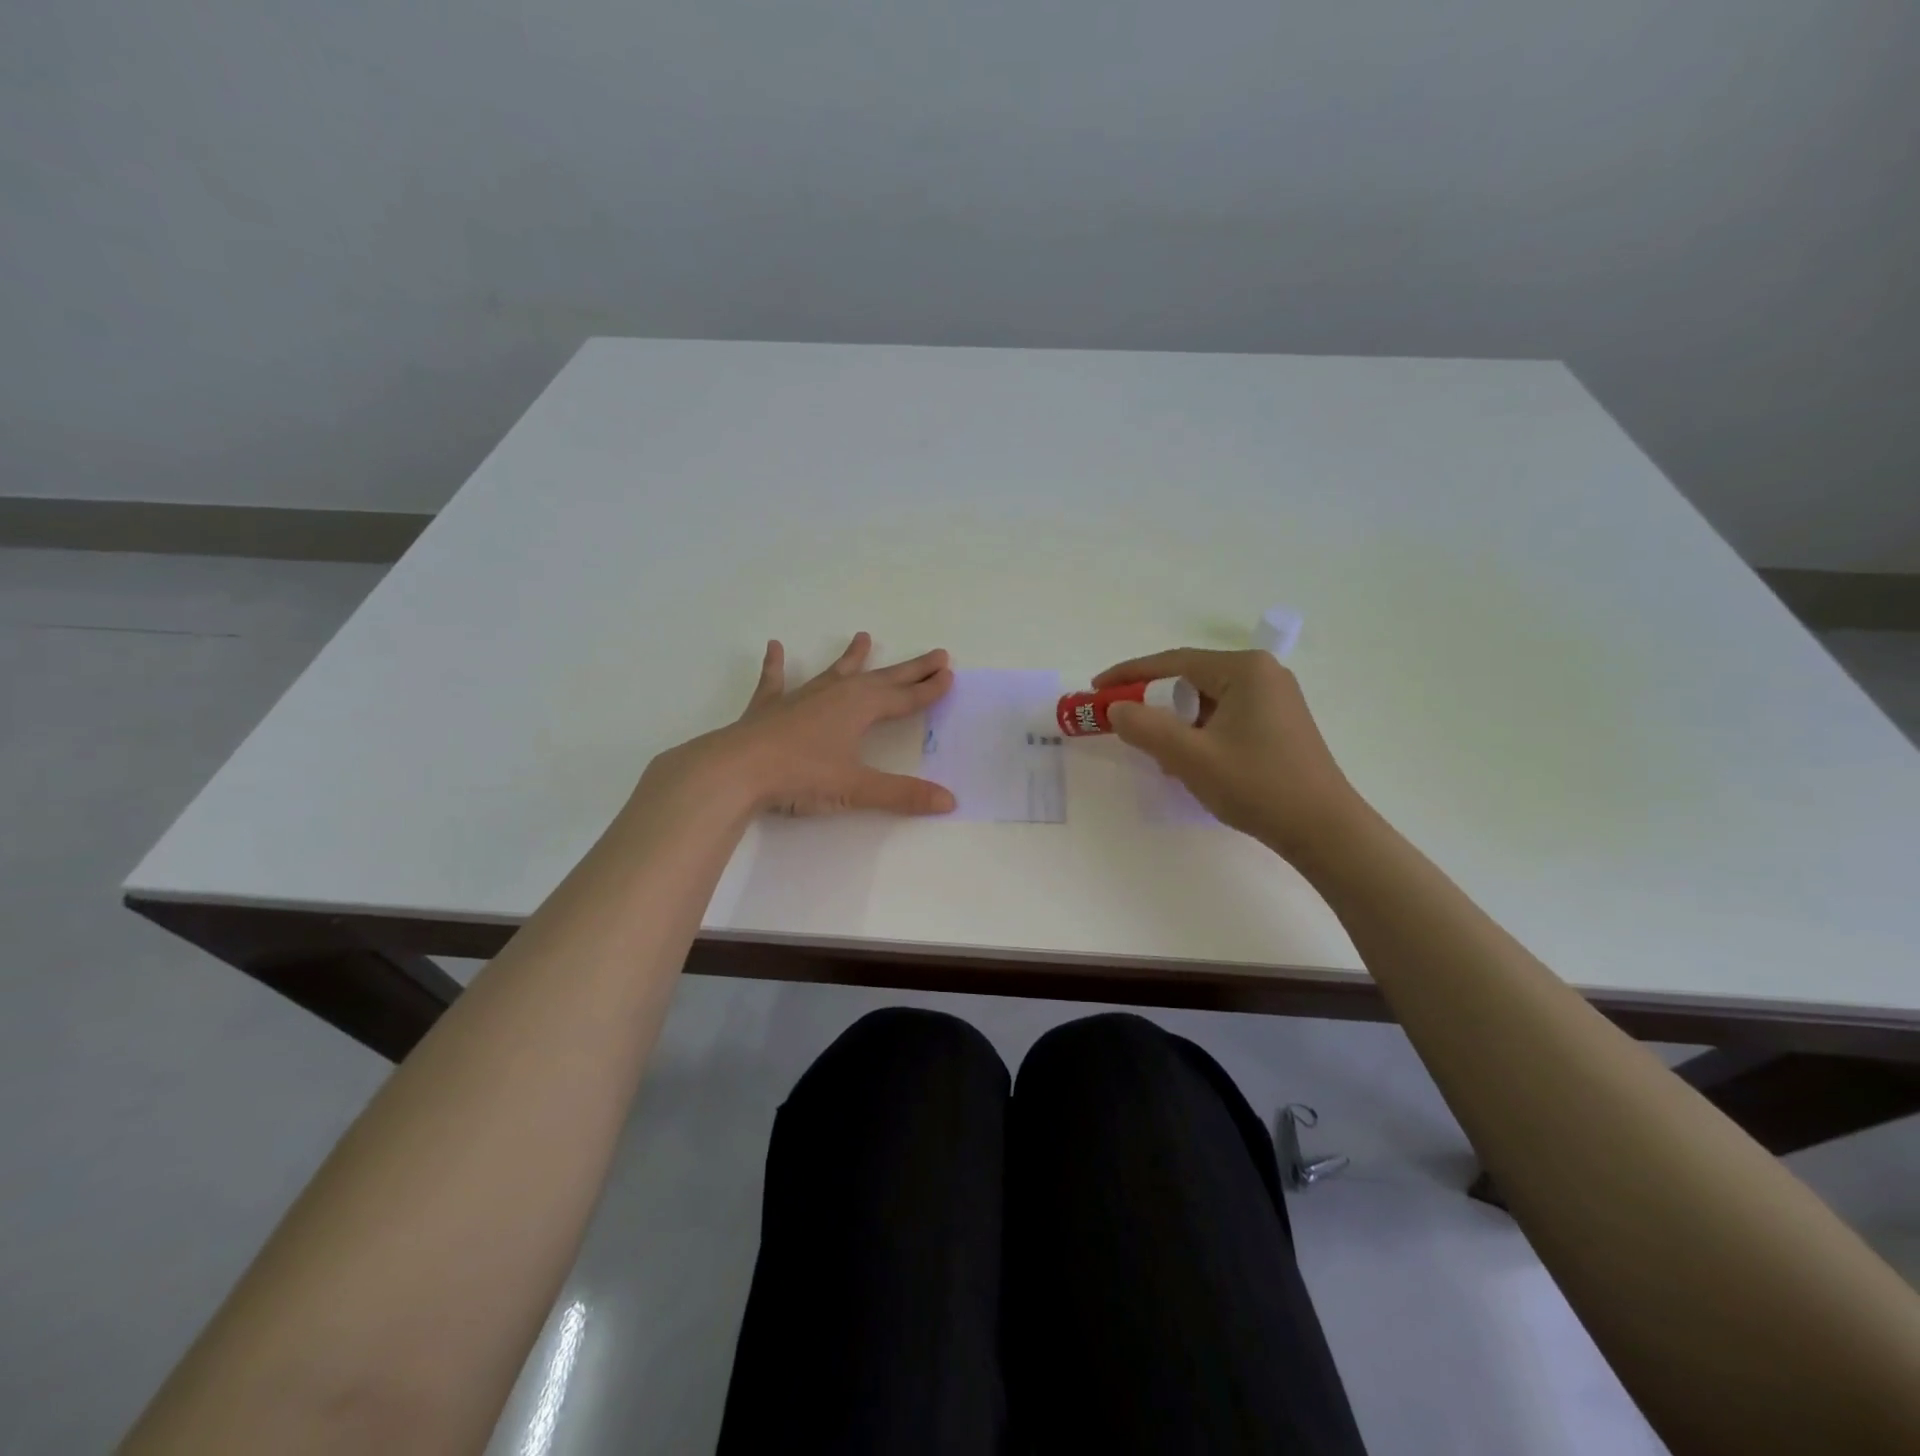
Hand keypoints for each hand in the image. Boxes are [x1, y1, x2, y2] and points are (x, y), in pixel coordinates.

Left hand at [646, 633, 956, 817]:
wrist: (736, 770)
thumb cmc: (801, 776)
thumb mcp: (856, 787)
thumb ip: (902, 794)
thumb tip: (949, 800)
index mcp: (860, 709)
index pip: (904, 698)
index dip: (928, 689)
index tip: (949, 674)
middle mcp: (836, 694)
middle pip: (881, 678)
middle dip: (910, 669)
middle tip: (935, 654)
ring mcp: (801, 697)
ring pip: (835, 672)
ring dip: (852, 657)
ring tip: (863, 636)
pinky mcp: (769, 708)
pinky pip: (775, 681)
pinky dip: (776, 665)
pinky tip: (775, 647)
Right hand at [1094, 648, 1360, 859]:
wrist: (1323, 830)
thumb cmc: (1257, 785)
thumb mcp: (1190, 757)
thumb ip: (1146, 728)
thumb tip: (1116, 709)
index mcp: (1245, 670)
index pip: (1173, 661)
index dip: (1129, 674)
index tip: (1096, 688)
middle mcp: (1262, 674)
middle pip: (1190, 679)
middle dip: (1153, 702)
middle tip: (1121, 723)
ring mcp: (1274, 699)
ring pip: (1206, 701)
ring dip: (1175, 723)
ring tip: (1155, 753)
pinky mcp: (1278, 724)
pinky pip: (1224, 717)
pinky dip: (1198, 733)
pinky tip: (1188, 762)